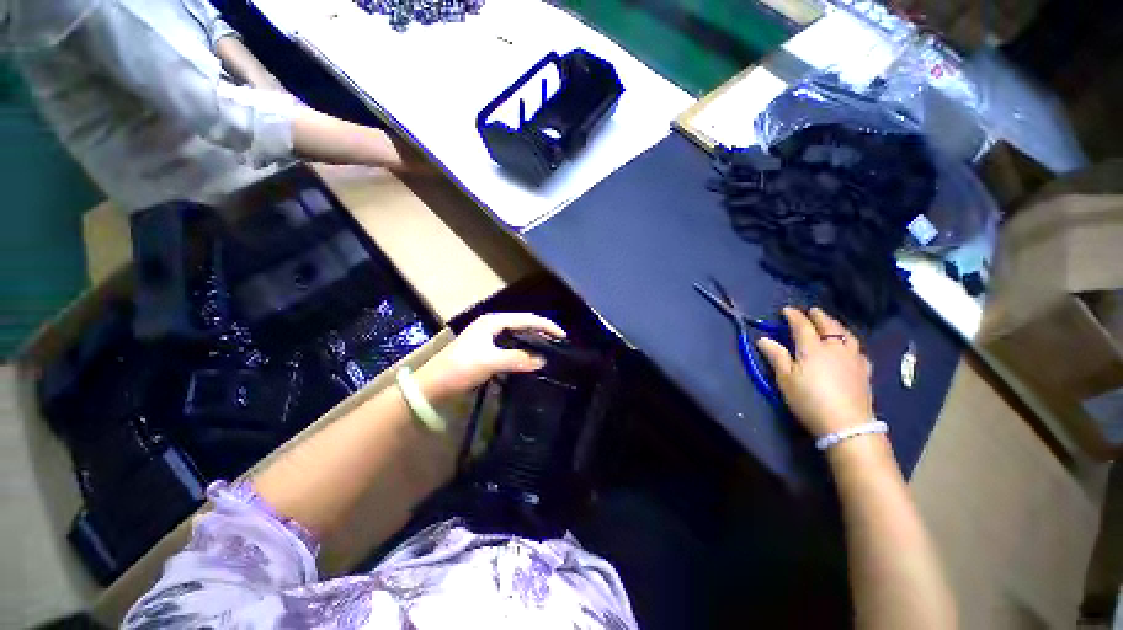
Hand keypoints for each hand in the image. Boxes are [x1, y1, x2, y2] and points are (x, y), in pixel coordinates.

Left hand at [416, 313, 566, 400]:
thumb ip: (517, 359)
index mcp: (493, 321)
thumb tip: (542, 360)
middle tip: (559, 342)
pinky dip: (523, 348)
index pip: (526, 319)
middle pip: (523, 323)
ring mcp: (488, 336)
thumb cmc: (459, 369)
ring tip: (549, 347)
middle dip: (541, 330)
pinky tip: (530, 356)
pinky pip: (511, 344)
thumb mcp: (490, 362)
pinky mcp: (486, 349)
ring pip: (517, 334)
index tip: (563, 336)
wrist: (431, 386)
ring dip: (533, 339)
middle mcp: (492, 324)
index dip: (546, 325)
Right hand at [756, 307, 873, 438]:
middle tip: (811, 311)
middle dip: (818, 316)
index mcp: (812, 347)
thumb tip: (763, 339)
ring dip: (836, 325)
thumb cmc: (809, 400)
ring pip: (846, 335)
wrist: (847, 425)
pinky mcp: (864, 371)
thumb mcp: (785, 379)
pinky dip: (850, 342)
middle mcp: (834, 347)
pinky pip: (858, 349)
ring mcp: (853, 358)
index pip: (802, 325)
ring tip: (830, 324)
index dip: (793, 316)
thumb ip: (776, 356)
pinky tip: (849, 347)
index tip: (786, 310)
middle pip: (828, 326)